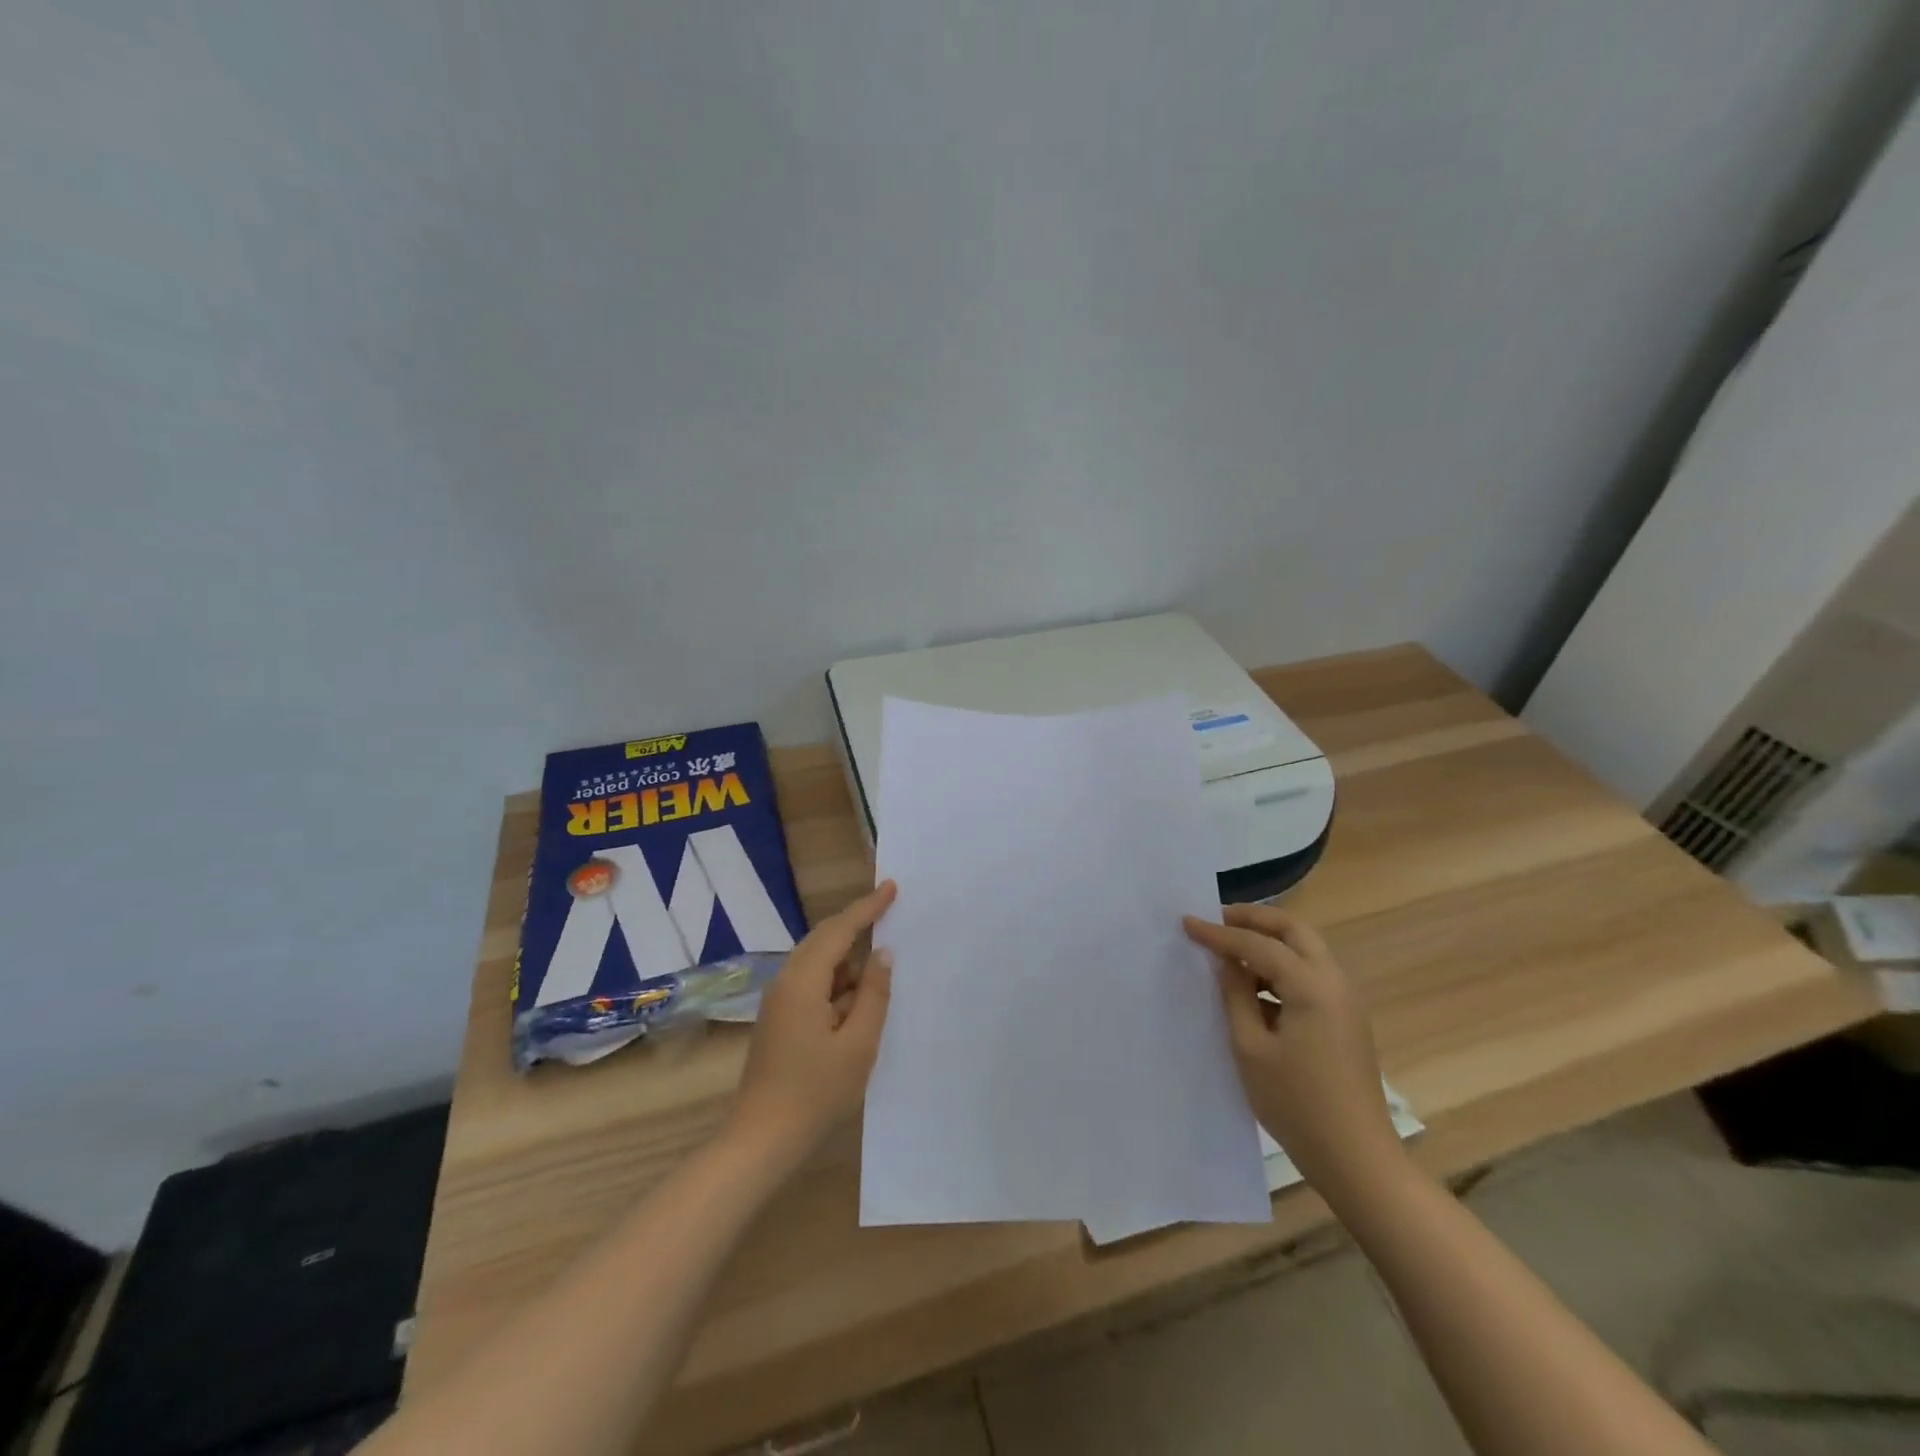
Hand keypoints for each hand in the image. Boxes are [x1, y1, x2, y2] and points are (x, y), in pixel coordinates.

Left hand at [727, 881, 896, 1162]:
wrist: (760, 1141)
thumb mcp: (858, 1044)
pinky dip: (839, 981)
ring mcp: (780, 1002)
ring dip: (849, 958)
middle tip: (890, 909)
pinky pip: (813, 984)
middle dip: (856, 924)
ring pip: (818, 963)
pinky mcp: (780, 1020)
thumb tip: (882, 955)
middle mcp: (786, 982)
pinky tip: (860, 995)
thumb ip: (874, 995)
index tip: (891, 887)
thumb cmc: (815, 1093)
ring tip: (883, 957)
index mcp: (803, 981)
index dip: (867, 907)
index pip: (839, 931)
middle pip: (824, 940)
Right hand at [1183, 904, 1404, 1198]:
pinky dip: (1280, 967)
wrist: (1358, 1160)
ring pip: (1304, 950)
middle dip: (1254, 918)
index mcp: (1311, 986)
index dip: (1218, 933)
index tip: (1186, 922)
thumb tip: (1226, 962)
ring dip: (1268, 942)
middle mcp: (1334, 982)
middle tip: (1216, 919)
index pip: (1258, 944)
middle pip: (1293, 930)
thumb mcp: (1250, 1048)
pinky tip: (1252, 988)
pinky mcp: (1344, 1020)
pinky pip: (1309, 975)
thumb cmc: (1297, 1104)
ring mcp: (1344, 1001)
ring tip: (1228, 952)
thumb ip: (1235, 995)